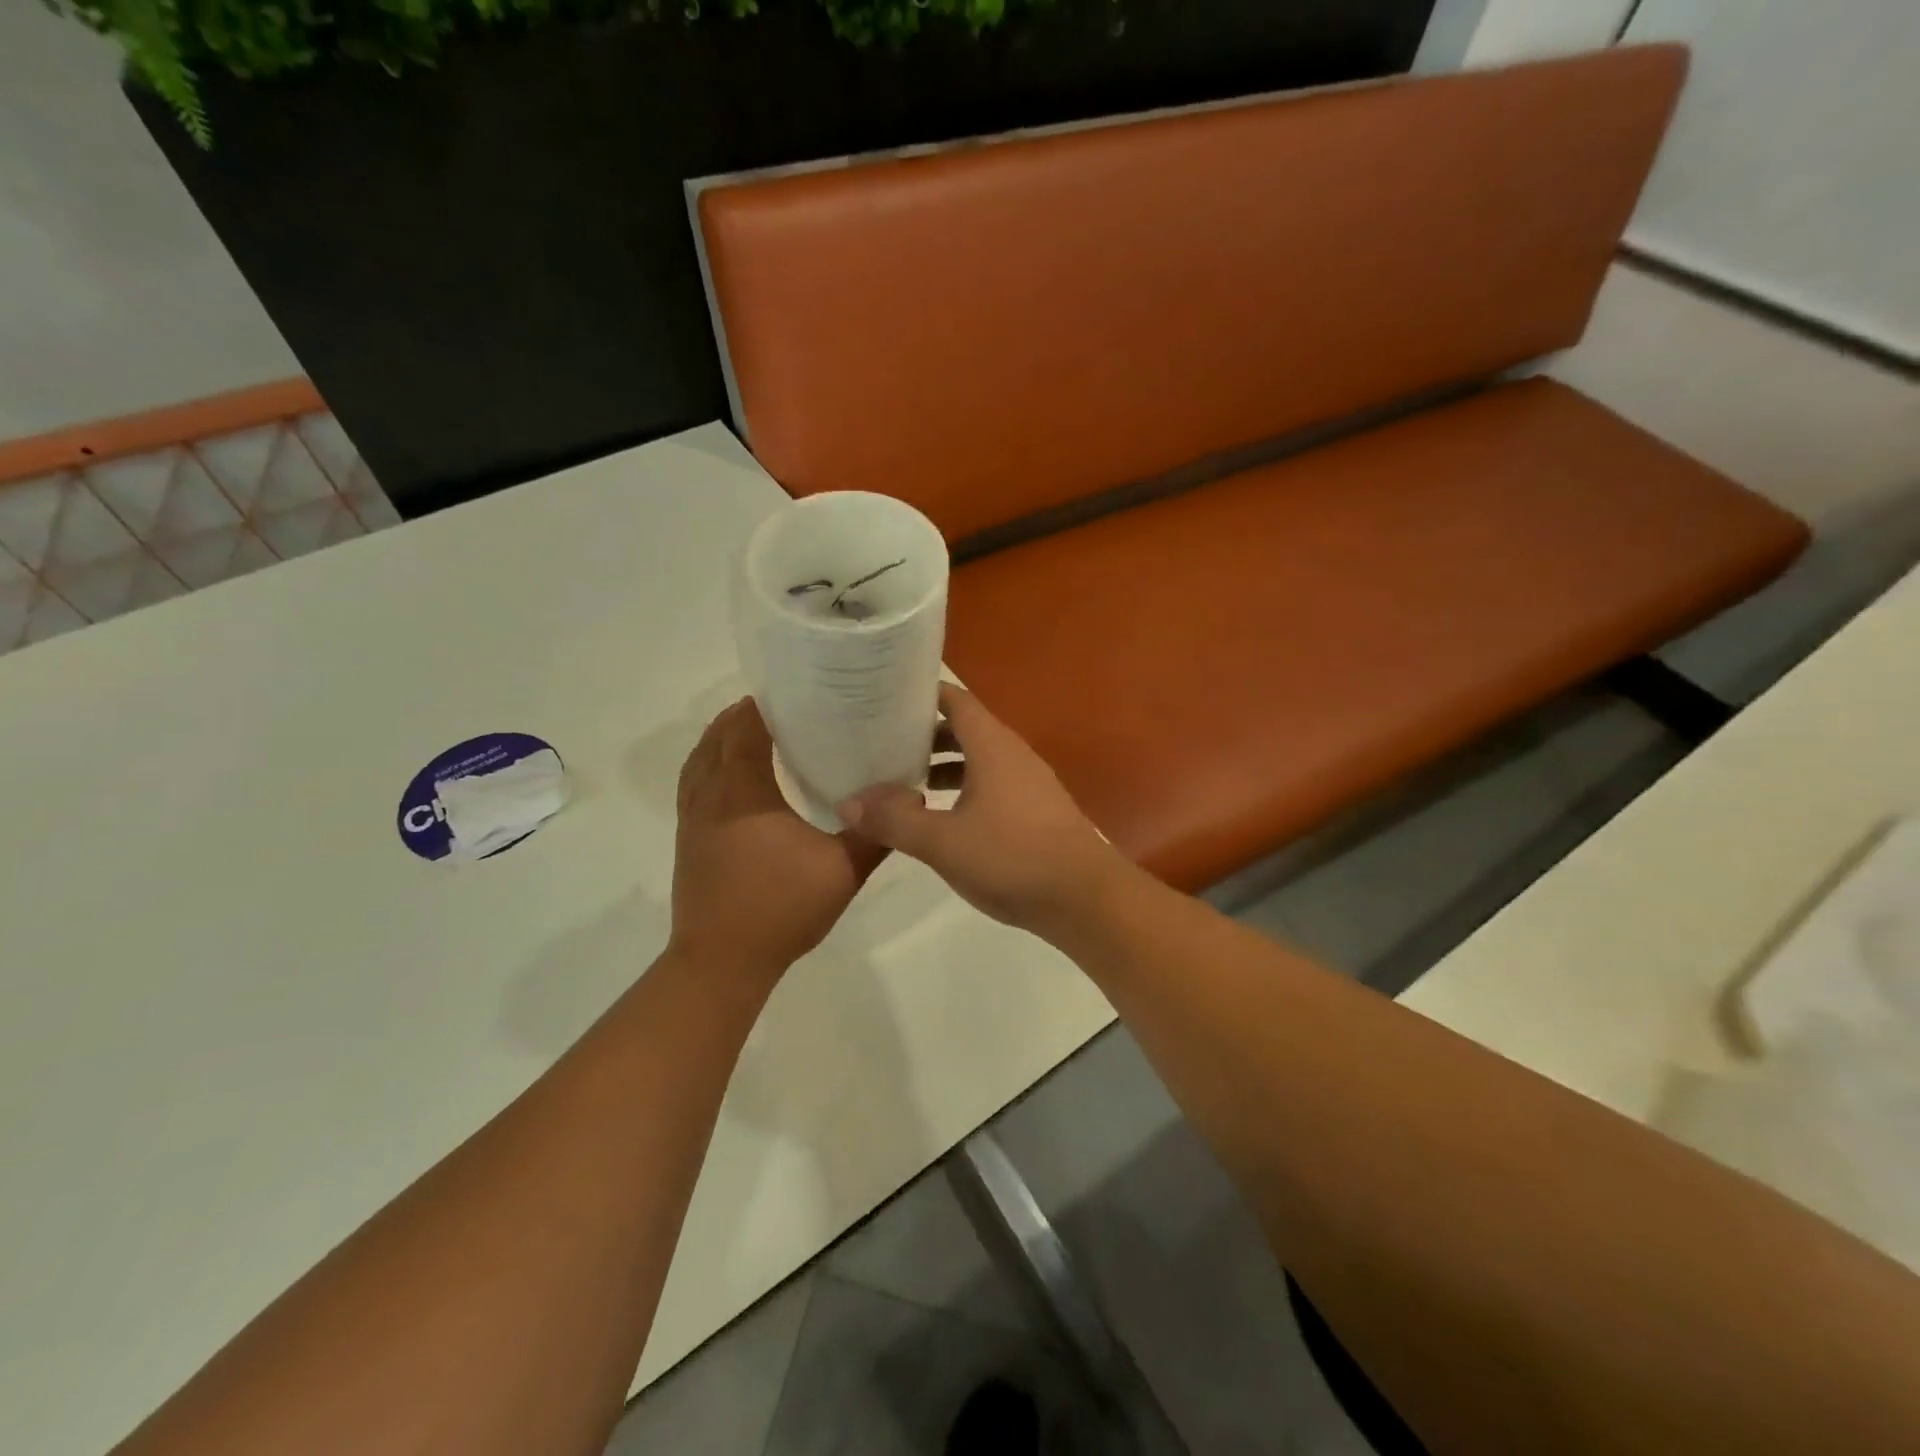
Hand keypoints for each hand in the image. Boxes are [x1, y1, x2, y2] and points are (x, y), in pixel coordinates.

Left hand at [670, 699, 885, 987]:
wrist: (721, 962)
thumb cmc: (780, 910)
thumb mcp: (842, 871)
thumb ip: (875, 833)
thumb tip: (907, 798)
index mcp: (744, 791)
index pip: (745, 729)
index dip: (764, 705)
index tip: (794, 691)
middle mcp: (711, 794)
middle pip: (718, 736)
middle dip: (745, 715)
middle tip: (786, 709)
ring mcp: (693, 816)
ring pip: (699, 758)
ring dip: (722, 737)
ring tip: (756, 731)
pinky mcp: (688, 837)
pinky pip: (693, 783)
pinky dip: (709, 764)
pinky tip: (733, 777)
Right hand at [837, 684, 1126, 935]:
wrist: (1084, 898)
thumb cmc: (1012, 857)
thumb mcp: (943, 841)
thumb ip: (893, 821)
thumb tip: (848, 802)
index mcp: (992, 745)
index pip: (953, 699)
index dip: (918, 695)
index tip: (881, 700)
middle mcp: (1011, 754)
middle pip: (962, 729)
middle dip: (922, 734)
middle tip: (879, 743)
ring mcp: (1027, 782)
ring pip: (976, 760)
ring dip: (941, 766)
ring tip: (900, 781)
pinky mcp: (1033, 811)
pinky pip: (990, 785)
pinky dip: (961, 790)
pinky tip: (939, 817)